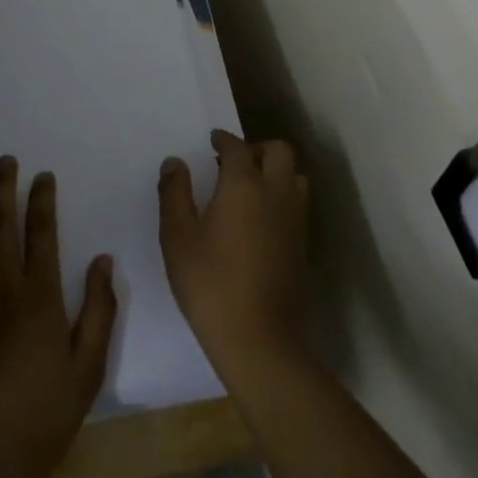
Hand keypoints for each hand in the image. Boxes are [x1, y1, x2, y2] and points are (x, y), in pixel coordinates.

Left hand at [0, 157, 117, 477]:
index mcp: (40, 296)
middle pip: (1, 228)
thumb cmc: (47, 410)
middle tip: (3, 160)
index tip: (43, 175)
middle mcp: (3, 289)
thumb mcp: (89, 364)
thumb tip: (104, 260)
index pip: (41, 234)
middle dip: (3, 190)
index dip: (42, 201)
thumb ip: (100, 309)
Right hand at [159, 130, 308, 377]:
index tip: (212, 141)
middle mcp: (276, 194)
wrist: (258, 339)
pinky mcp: (303, 245)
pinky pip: (297, 204)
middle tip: (234, 162)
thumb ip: (174, 193)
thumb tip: (175, 162)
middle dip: (257, 148)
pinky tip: (260, 220)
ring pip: (296, 177)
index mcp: (244, 185)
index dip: (224, 139)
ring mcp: (295, 220)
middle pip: (280, 152)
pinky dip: (282, 198)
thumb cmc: (210, 283)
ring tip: (250, 189)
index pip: (237, 146)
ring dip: (276, 172)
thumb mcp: (177, 236)